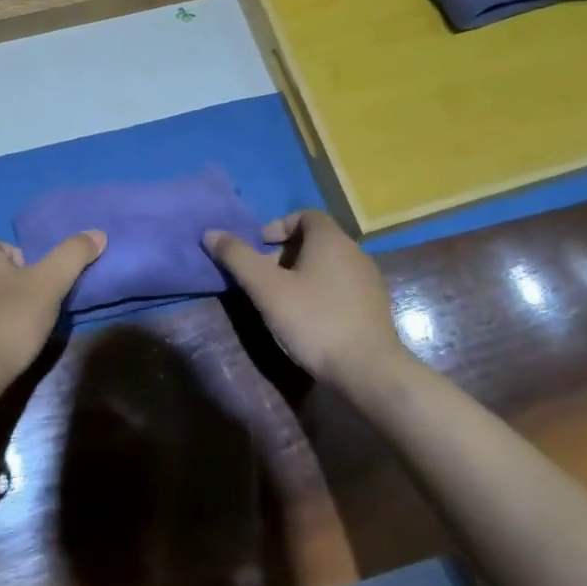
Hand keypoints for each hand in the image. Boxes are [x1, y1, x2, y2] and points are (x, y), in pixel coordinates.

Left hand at [0, 232, 105, 385]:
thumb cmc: (10, 320)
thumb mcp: (49, 284)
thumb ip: (73, 255)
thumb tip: (97, 233)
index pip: (10, 249)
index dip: (31, 268)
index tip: (43, 290)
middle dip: (16, 289)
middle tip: (36, 313)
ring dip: (0, 310)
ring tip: (19, 334)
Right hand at [204, 211, 406, 388]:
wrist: (369, 370)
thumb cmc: (314, 321)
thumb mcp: (267, 289)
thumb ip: (238, 258)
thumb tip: (210, 233)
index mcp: (330, 240)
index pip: (305, 215)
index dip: (279, 226)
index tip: (261, 248)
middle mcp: (354, 251)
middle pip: (316, 239)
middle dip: (286, 252)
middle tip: (265, 278)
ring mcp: (369, 279)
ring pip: (329, 264)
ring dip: (303, 273)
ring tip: (283, 300)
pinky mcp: (375, 306)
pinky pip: (342, 285)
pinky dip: (322, 291)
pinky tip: (310, 318)